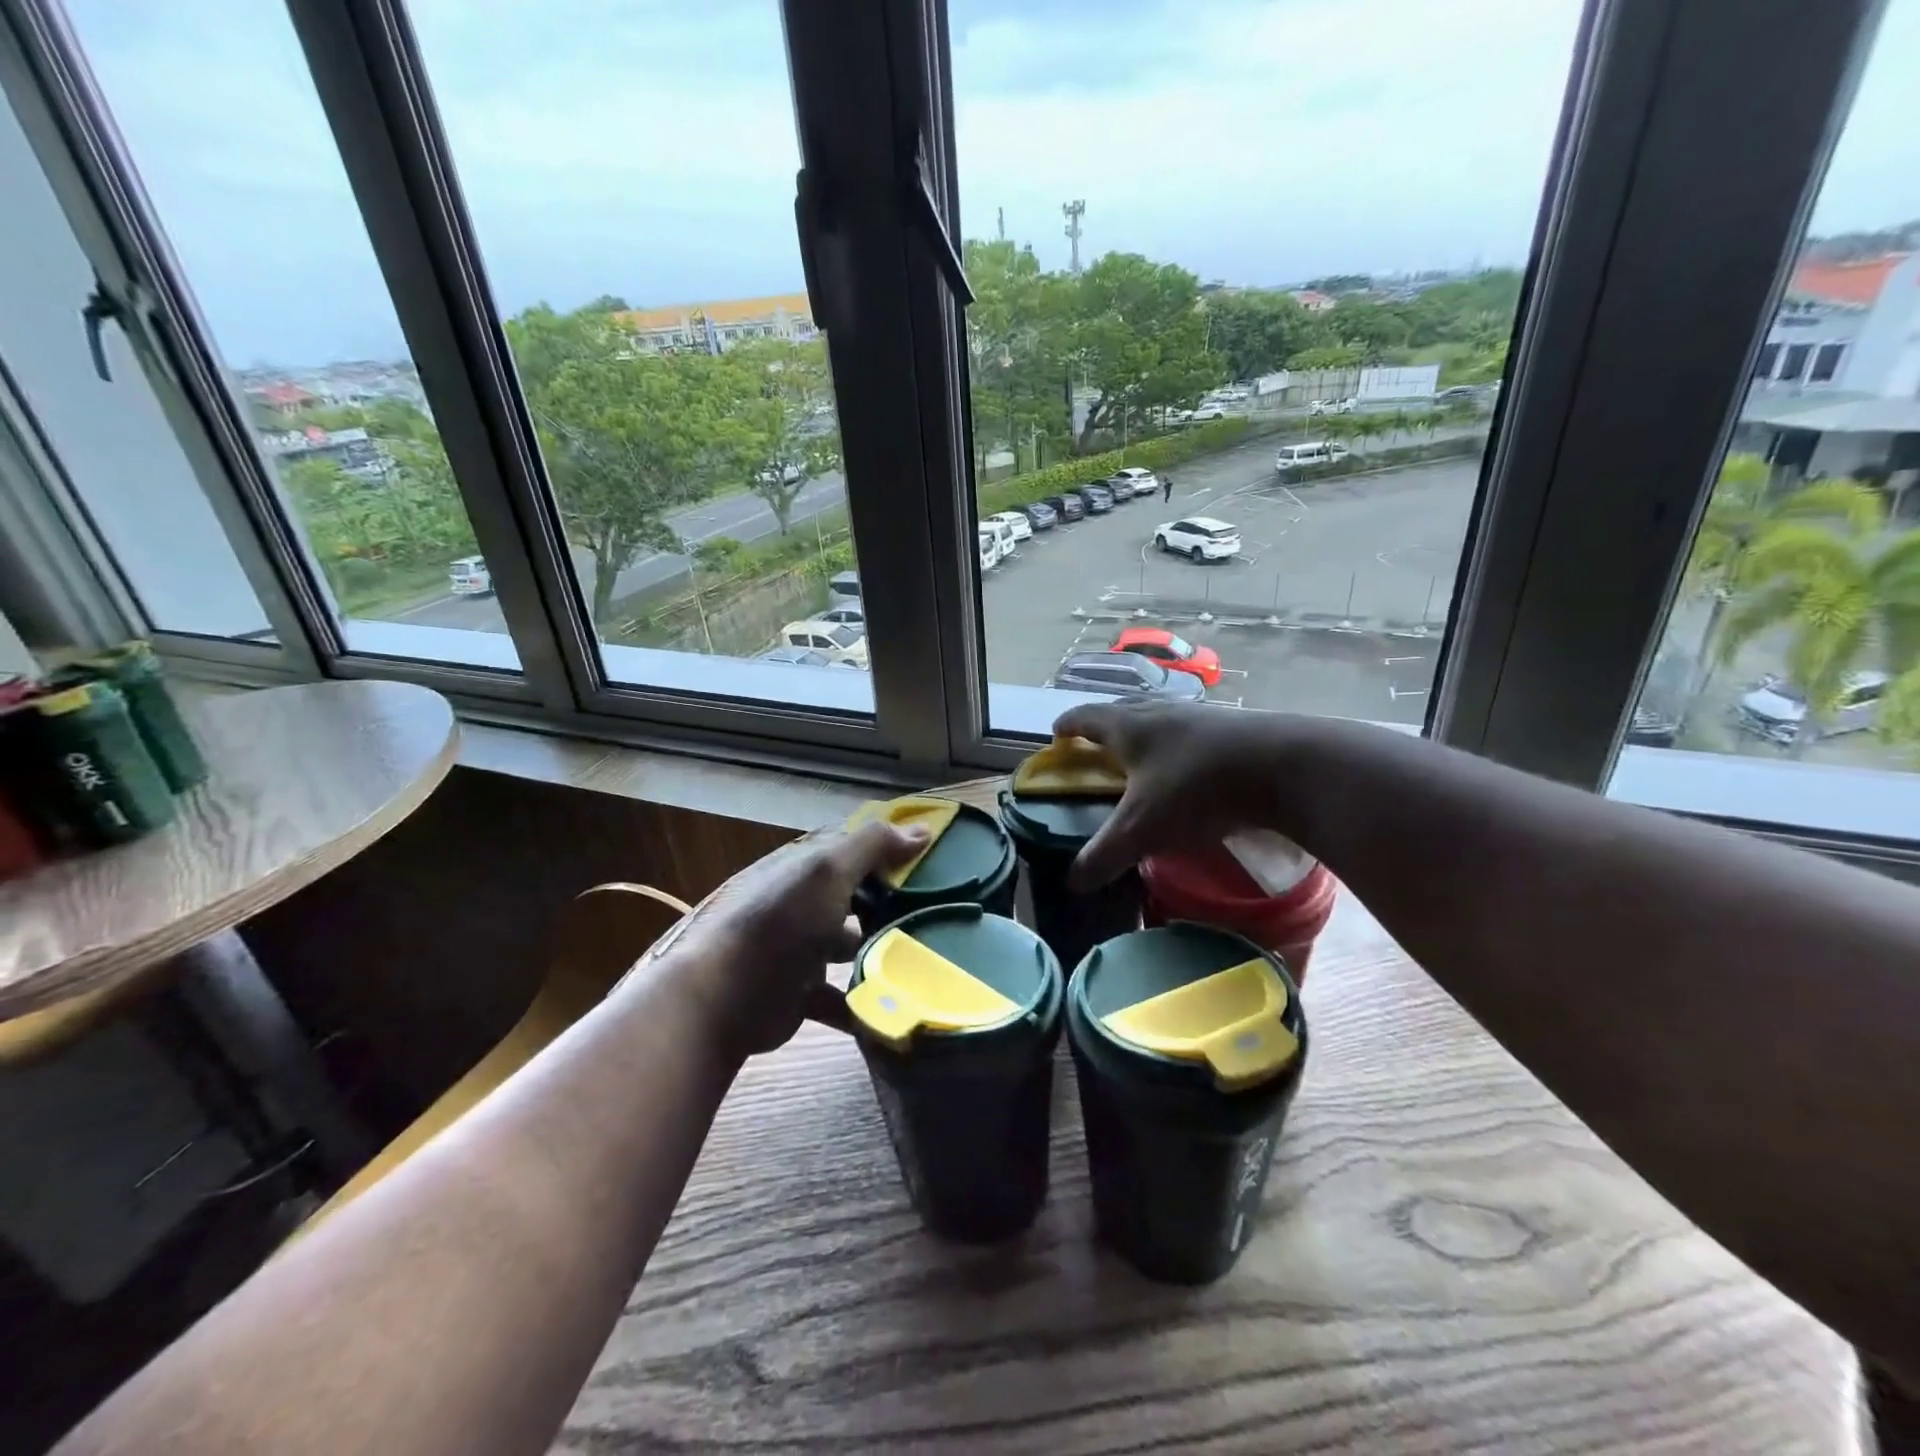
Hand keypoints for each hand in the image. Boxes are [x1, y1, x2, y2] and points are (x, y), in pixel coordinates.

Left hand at [663, 820, 928, 1058]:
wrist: (724, 999)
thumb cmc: (781, 924)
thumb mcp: (828, 872)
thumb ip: (872, 846)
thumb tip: (923, 829)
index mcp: (807, 870)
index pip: (854, 850)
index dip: (891, 851)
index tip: (934, 862)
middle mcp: (803, 904)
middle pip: (856, 898)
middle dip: (891, 906)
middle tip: (937, 914)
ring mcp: (800, 950)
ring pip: (849, 946)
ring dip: (880, 954)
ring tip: (924, 961)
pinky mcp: (800, 994)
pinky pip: (841, 997)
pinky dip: (864, 1004)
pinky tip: (895, 1009)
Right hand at [1052, 699, 1293, 889]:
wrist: (1283, 767)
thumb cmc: (1197, 789)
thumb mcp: (1143, 828)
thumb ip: (1105, 854)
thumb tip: (1072, 882)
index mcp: (1129, 727)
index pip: (1086, 716)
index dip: (1068, 725)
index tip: (1055, 734)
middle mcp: (1160, 713)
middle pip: (1122, 710)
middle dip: (1103, 725)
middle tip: (1093, 744)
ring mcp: (1199, 717)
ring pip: (1159, 718)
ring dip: (1143, 732)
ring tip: (1140, 755)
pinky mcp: (1232, 729)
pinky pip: (1191, 732)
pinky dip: (1177, 745)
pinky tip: (1187, 767)